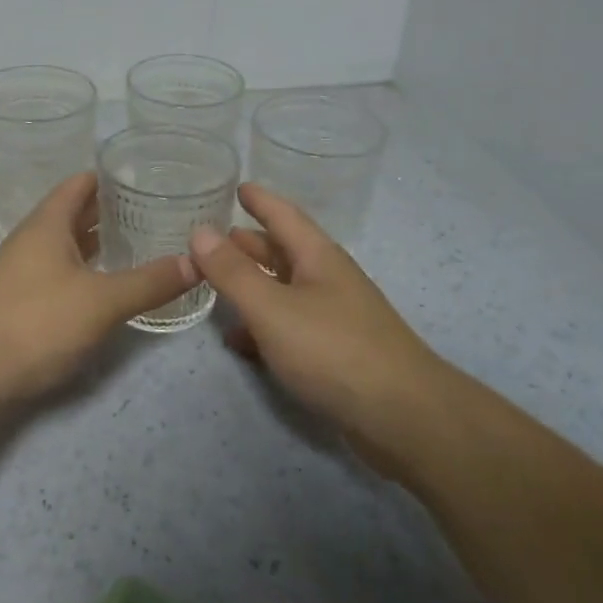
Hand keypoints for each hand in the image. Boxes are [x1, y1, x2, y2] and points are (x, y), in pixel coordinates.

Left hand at [0, 172, 196, 406]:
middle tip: (153, 210)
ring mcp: (21, 270)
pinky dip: (84, 269)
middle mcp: (31, 239)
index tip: (144, 177)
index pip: (80, 184)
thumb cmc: (37, 321)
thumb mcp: (102, 301)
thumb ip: (150, 282)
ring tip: (137, 242)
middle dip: (109, 210)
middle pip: (73, 213)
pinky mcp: (18, 300)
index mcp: (47, 224)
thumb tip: (196, 262)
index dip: (110, 177)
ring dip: (96, 242)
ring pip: (65, 244)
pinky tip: (105, 284)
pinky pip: (58, 271)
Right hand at [188, 182, 436, 436]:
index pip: (284, 215)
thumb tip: (200, 231)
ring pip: (284, 290)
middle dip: (250, 243)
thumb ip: (233, 272)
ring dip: (253, 284)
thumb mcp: (272, 308)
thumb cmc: (334, 350)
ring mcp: (334, 318)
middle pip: (284, 251)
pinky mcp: (334, 354)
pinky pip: (289, 327)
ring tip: (216, 283)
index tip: (238, 185)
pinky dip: (261, 326)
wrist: (402, 417)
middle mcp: (328, 280)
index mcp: (318, 258)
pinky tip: (238, 339)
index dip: (260, 200)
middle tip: (214, 237)